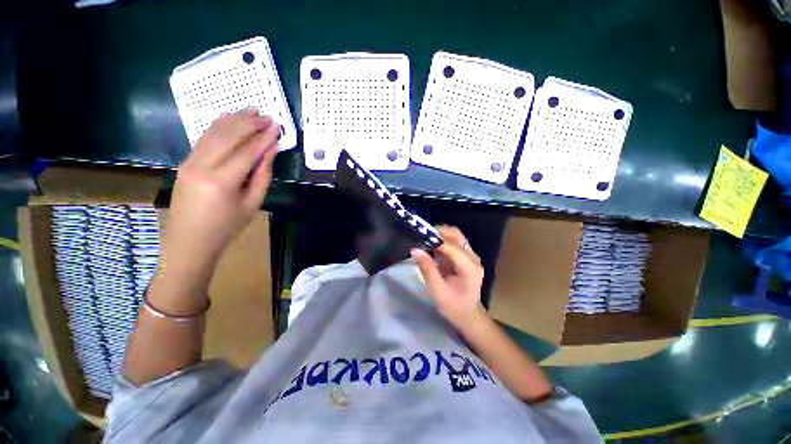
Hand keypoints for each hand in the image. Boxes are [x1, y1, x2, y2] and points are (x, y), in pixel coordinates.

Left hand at [161, 108, 278, 272]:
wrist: (190, 240)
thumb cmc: (228, 226)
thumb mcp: (252, 203)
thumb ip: (263, 175)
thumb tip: (271, 151)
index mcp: (222, 182)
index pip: (246, 152)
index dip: (263, 138)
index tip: (276, 127)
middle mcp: (202, 167)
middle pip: (227, 136)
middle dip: (248, 123)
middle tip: (265, 115)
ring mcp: (189, 162)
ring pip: (212, 133)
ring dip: (233, 120)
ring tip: (249, 110)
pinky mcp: (185, 162)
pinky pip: (202, 139)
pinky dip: (216, 126)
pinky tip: (227, 118)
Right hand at [411, 226, 485, 328]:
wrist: (468, 315)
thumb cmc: (453, 307)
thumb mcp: (437, 291)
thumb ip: (427, 269)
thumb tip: (415, 250)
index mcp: (469, 268)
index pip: (452, 247)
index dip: (436, 240)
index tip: (418, 237)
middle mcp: (473, 258)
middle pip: (456, 235)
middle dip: (438, 233)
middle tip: (420, 236)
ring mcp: (471, 256)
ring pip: (455, 236)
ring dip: (440, 235)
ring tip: (424, 240)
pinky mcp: (466, 256)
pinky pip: (454, 242)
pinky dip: (442, 241)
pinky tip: (431, 246)